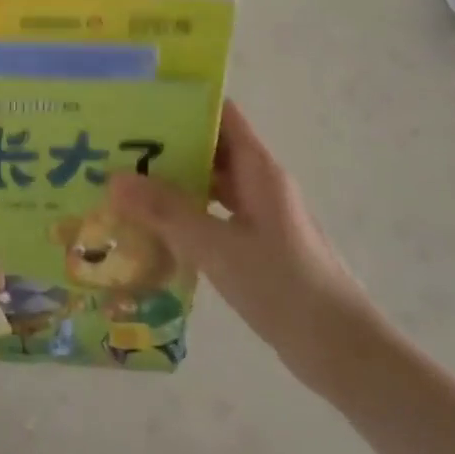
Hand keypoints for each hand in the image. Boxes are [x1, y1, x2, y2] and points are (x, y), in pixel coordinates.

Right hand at [110, 100, 375, 392]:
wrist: (341, 351)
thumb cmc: (284, 288)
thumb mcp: (217, 247)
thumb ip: (166, 212)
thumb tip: (114, 179)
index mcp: (259, 170)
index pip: (221, 116)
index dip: (184, 103)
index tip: (139, 102)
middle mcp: (259, 184)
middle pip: (209, 149)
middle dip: (164, 146)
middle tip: (113, 146)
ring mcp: (258, 216)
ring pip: (208, 185)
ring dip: (170, 183)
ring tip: (122, 184)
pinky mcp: (254, 245)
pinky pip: (211, 216)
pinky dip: (182, 215)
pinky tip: (149, 228)